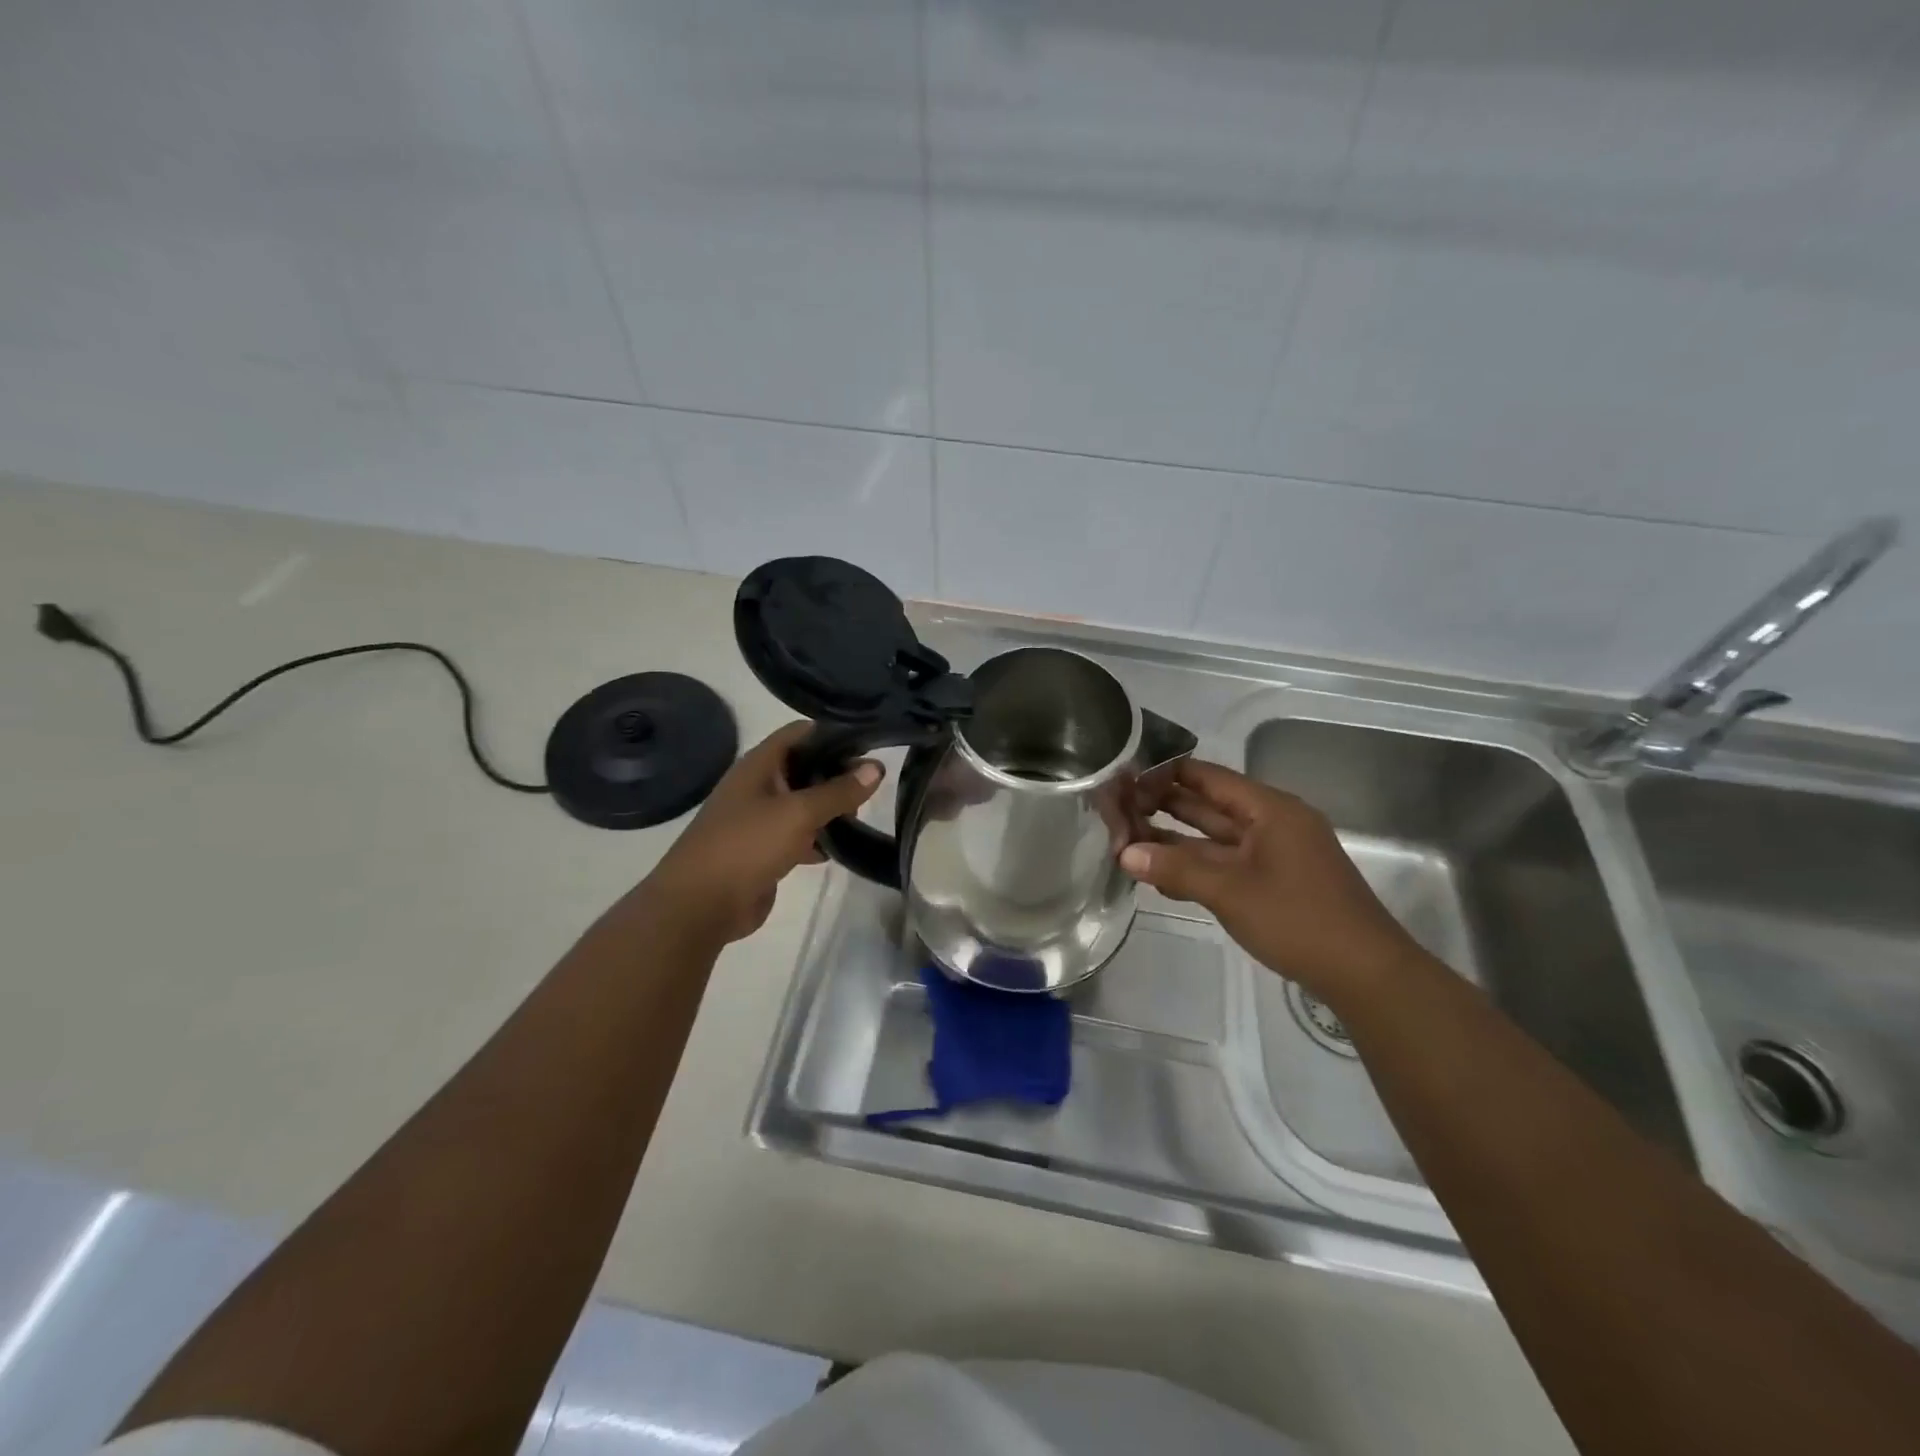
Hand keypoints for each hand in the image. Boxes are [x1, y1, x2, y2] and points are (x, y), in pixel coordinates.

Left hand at [638, 722, 882, 946]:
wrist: (700, 905)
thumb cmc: (747, 845)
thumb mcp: (799, 813)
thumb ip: (839, 790)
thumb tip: (877, 768)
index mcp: (759, 765)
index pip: (801, 733)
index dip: (834, 733)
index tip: (869, 744)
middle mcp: (759, 785)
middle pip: (805, 768)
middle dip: (837, 774)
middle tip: (872, 787)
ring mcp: (759, 819)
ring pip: (803, 803)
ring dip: (830, 808)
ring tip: (863, 816)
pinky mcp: (764, 850)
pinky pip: (798, 835)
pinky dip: (818, 839)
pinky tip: (841, 848)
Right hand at [1120, 758, 1424, 1004]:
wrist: (1365, 973)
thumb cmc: (1298, 919)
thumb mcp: (1230, 892)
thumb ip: (1175, 869)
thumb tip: (1125, 853)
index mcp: (1269, 809)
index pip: (1208, 777)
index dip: (1165, 774)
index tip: (1125, 777)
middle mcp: (1272, 823)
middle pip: (1209, 805)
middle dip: (1164, 805)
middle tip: (1117, 806)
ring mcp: (1274, 853)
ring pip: (1215, 837)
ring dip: (1175, 838)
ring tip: (1128, 836)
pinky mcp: (1274, 881)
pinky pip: (1226, 862)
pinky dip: (1195, 865)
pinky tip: (1161, 874)